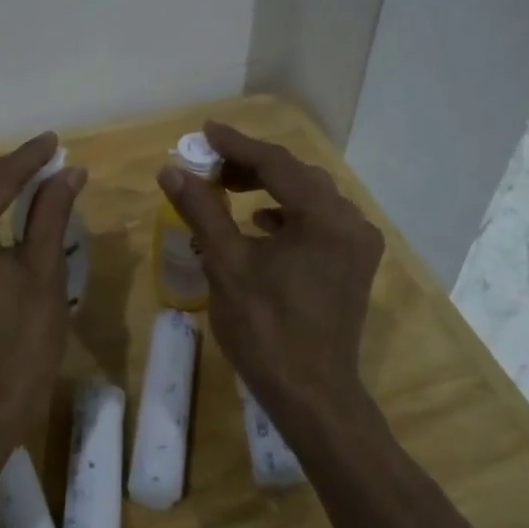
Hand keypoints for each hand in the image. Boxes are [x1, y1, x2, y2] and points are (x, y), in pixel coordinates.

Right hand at [157, 122, 383, 412]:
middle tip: (210, 164)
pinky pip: (318, 221)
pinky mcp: (353, 265)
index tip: (204, 131)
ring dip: (269, 187)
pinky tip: (260, 222)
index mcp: (324, 217)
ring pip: (309, 197)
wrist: (312, 395)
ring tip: (228, 188)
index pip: (277, 164)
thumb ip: (202, 209)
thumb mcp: (226, 264)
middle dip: (252, 165)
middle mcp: (350, 222)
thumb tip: (171, 169)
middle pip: (297, 176)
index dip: (237, 145)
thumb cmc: (266, 329)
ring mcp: (357, 245)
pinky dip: (287, 213)